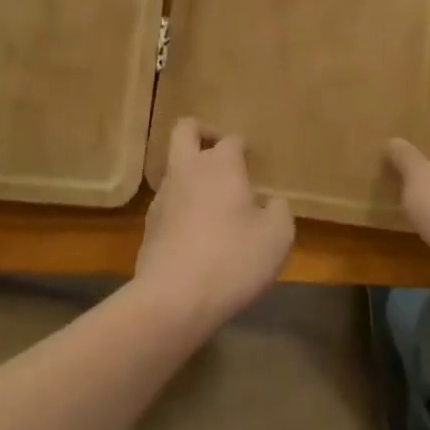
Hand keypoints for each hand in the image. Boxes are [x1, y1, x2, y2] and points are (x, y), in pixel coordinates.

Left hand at [136, 119, 294, 330]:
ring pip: (174, 168)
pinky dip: (183, 206)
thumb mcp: (277, 237)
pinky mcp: (149, 226)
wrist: (173, 299)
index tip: (253, 161)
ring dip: (192, 174)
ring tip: (214, 203)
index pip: (231, 139)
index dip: (243, 146)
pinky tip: (199, 233)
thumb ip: (279, 211)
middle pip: (185, 130)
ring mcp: (163, 197)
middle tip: (222, 154)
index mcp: (220, 165)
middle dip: (203, 133)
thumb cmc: (232, 259)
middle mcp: (187, 170)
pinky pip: (169, 202)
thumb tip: (272, 203)